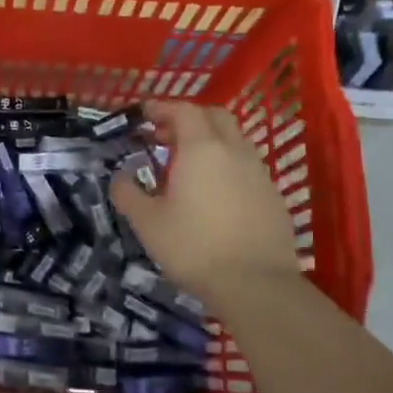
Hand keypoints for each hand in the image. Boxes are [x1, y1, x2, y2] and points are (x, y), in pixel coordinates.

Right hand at [110, 100, 302, 304]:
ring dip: (210, 142)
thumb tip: (119, 178)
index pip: (183, 110)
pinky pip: (247, 166)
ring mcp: (259, 173)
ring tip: (187, 167)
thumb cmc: (193, 247)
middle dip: (189, 119)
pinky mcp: (274, 196)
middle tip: (165, 137)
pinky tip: (214, 193)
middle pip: (215, 117)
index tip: (144, 114)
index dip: (162, 107)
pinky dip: (227, 166)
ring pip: (235, 141)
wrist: (256, 285)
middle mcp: (234, 151)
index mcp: (202, 149)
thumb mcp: (147, 222)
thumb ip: (128, 193)